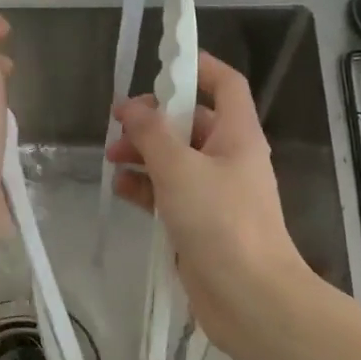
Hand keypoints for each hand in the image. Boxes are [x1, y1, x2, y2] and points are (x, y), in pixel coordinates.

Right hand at [107, 51, 311, 357]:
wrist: (249, 296)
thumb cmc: (220, 221)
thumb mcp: (179, 168)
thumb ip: (151, 133)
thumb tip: (130, 106)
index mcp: (237, 134)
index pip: (225, 84)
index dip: (198, 67)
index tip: (161, 63)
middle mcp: (230, 158)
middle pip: (192, 123)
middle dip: (155, 120)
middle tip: (118, 125)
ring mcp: (216, 194)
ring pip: (177, 160)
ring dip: (146, 154)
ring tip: (112, 158)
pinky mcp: (201, 224)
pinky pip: (171, 194)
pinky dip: (147, 188)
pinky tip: (122, 189)